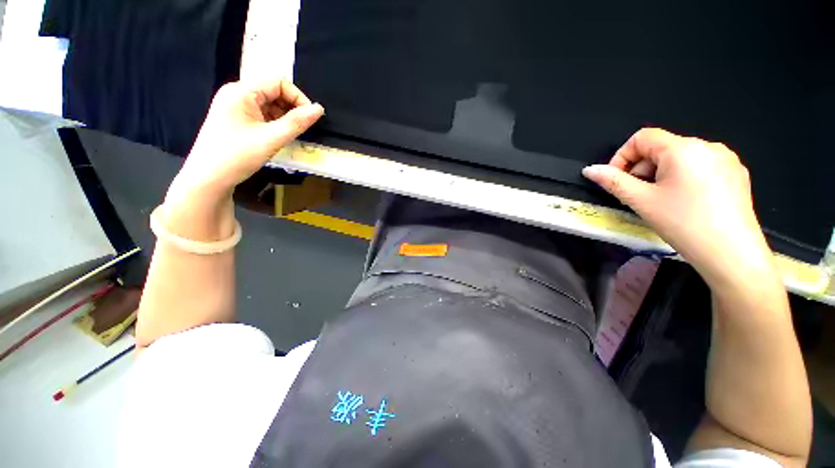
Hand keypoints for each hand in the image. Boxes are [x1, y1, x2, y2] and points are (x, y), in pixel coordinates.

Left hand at [168, 79, 323, 203]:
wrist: (209, 179)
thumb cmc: (238, 156)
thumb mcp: (271, 139)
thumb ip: (297, 122)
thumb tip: (319, 109)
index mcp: (241, 91)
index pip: (278, 82)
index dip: (298, 98)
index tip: (311, 119)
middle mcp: (237, 94)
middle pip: (273, 92)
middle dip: (292, 108)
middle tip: (302, 129)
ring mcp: (235, 107)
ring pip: (269, 105)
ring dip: (284, 118)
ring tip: (291, 136)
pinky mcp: (236, 120)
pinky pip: (261, 115)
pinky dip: (275, 124)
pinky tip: (278, 137)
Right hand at [582, 128, 777, 288]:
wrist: (732, 253)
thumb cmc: (684, 223)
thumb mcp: (641, 201)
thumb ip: (613, 181)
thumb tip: (590, 170)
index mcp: (683, 148)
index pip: (642, 137)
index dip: (622, 156)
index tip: (616, 180)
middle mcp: (707, 146)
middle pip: (661, 147)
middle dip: (642, 169)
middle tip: (637, 195)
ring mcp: (726, 159)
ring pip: (681, 158)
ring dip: (661, 174)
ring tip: (661, 201)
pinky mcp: (736, 174)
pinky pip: (700, 167)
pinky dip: (683, 178)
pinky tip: (685, 202)